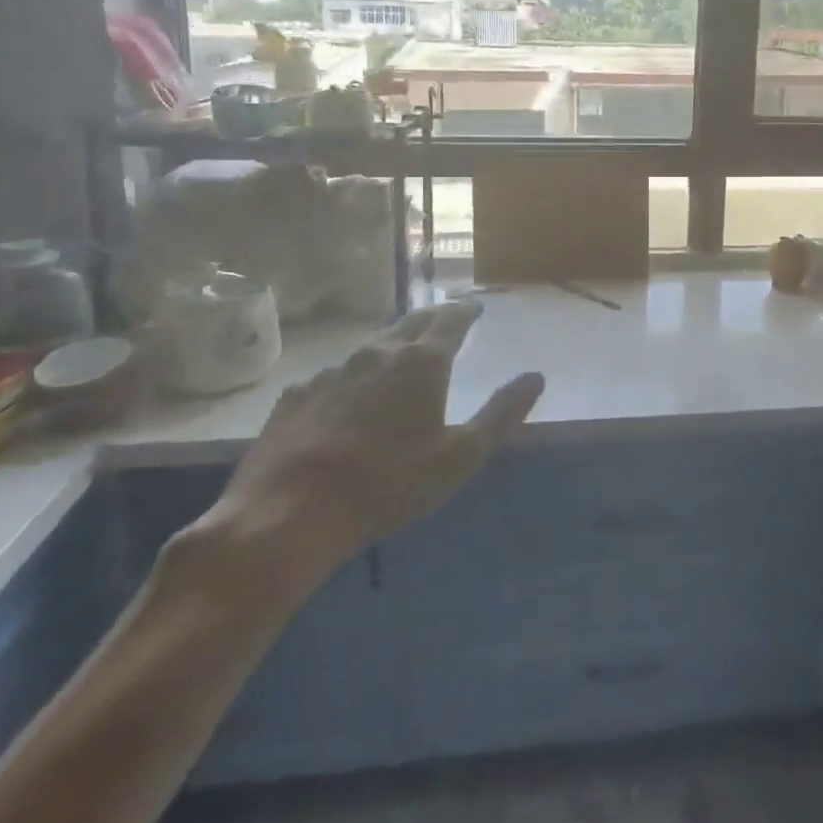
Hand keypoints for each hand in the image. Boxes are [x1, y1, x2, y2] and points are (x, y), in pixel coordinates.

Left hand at [181, 301, 543, 615]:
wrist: (286, 514)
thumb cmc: (388, 484)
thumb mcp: (460, 456)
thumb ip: (501, 413)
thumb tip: (535, 376)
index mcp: (421, 362)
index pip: (451, 320)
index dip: (467, 311)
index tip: (476, 308)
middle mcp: (377, 353)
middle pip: (412, 323)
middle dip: (434, 318)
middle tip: (447, 322)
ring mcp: (332, 371)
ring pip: (372, 346)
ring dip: (394, 345)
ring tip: (402, 356)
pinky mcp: (297, 395)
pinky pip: (336, 375)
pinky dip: (354, 377)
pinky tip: (349, 399)